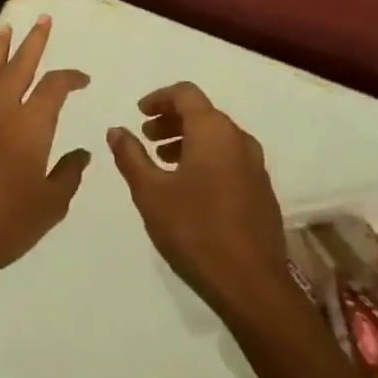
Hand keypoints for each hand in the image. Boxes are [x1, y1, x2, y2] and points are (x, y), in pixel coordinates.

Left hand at [0, 16, 91, 292]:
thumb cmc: (4, 224)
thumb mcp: (50, 205)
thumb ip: (68, 174)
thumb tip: (81, 153)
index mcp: (30, 125)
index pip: (54, 87)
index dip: (71, 78)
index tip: (83, 80)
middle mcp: (1, 111)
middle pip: (20, 66)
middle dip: (34, 41)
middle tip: (42, 20)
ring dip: (2, 50)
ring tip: (7, 29)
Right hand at [108, 83, 286, 319]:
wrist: (252, 284)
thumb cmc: (195, 230)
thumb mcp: (151, 192)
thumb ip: (131, 156)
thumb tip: (116, 130)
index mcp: (213, 131)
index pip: (185, 93)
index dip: (159, 98)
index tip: (139, 113)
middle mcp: (239, 139)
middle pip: (203, 113)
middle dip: (171, 120)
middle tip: (146, 138)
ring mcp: (255, 165)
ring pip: (217, 136)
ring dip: (188, 140)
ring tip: (163, 162)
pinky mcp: (262, 190)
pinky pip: (230, 157)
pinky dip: (206, 158)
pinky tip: (189, 187)